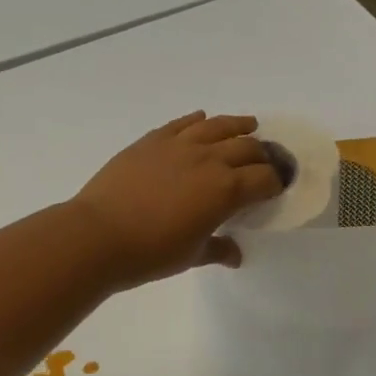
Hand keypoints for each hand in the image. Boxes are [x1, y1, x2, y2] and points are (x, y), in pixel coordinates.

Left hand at [72, 113, 285, 286]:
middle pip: (247, 148)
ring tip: (249, 125)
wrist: (97, 235)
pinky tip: (202, 119)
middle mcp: (208, 159)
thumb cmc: (150, 252)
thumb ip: (218, 249)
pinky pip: (182, 123)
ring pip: (217, 126)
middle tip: (265, 162)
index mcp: (225, 190)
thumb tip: (235, 254)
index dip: (276, 182)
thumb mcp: (191, 255)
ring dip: (238, 125)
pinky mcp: (152, 140)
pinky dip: (197, 120)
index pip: (264, 179)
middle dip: (262, 155)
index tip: (278, 187)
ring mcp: (179, 145)